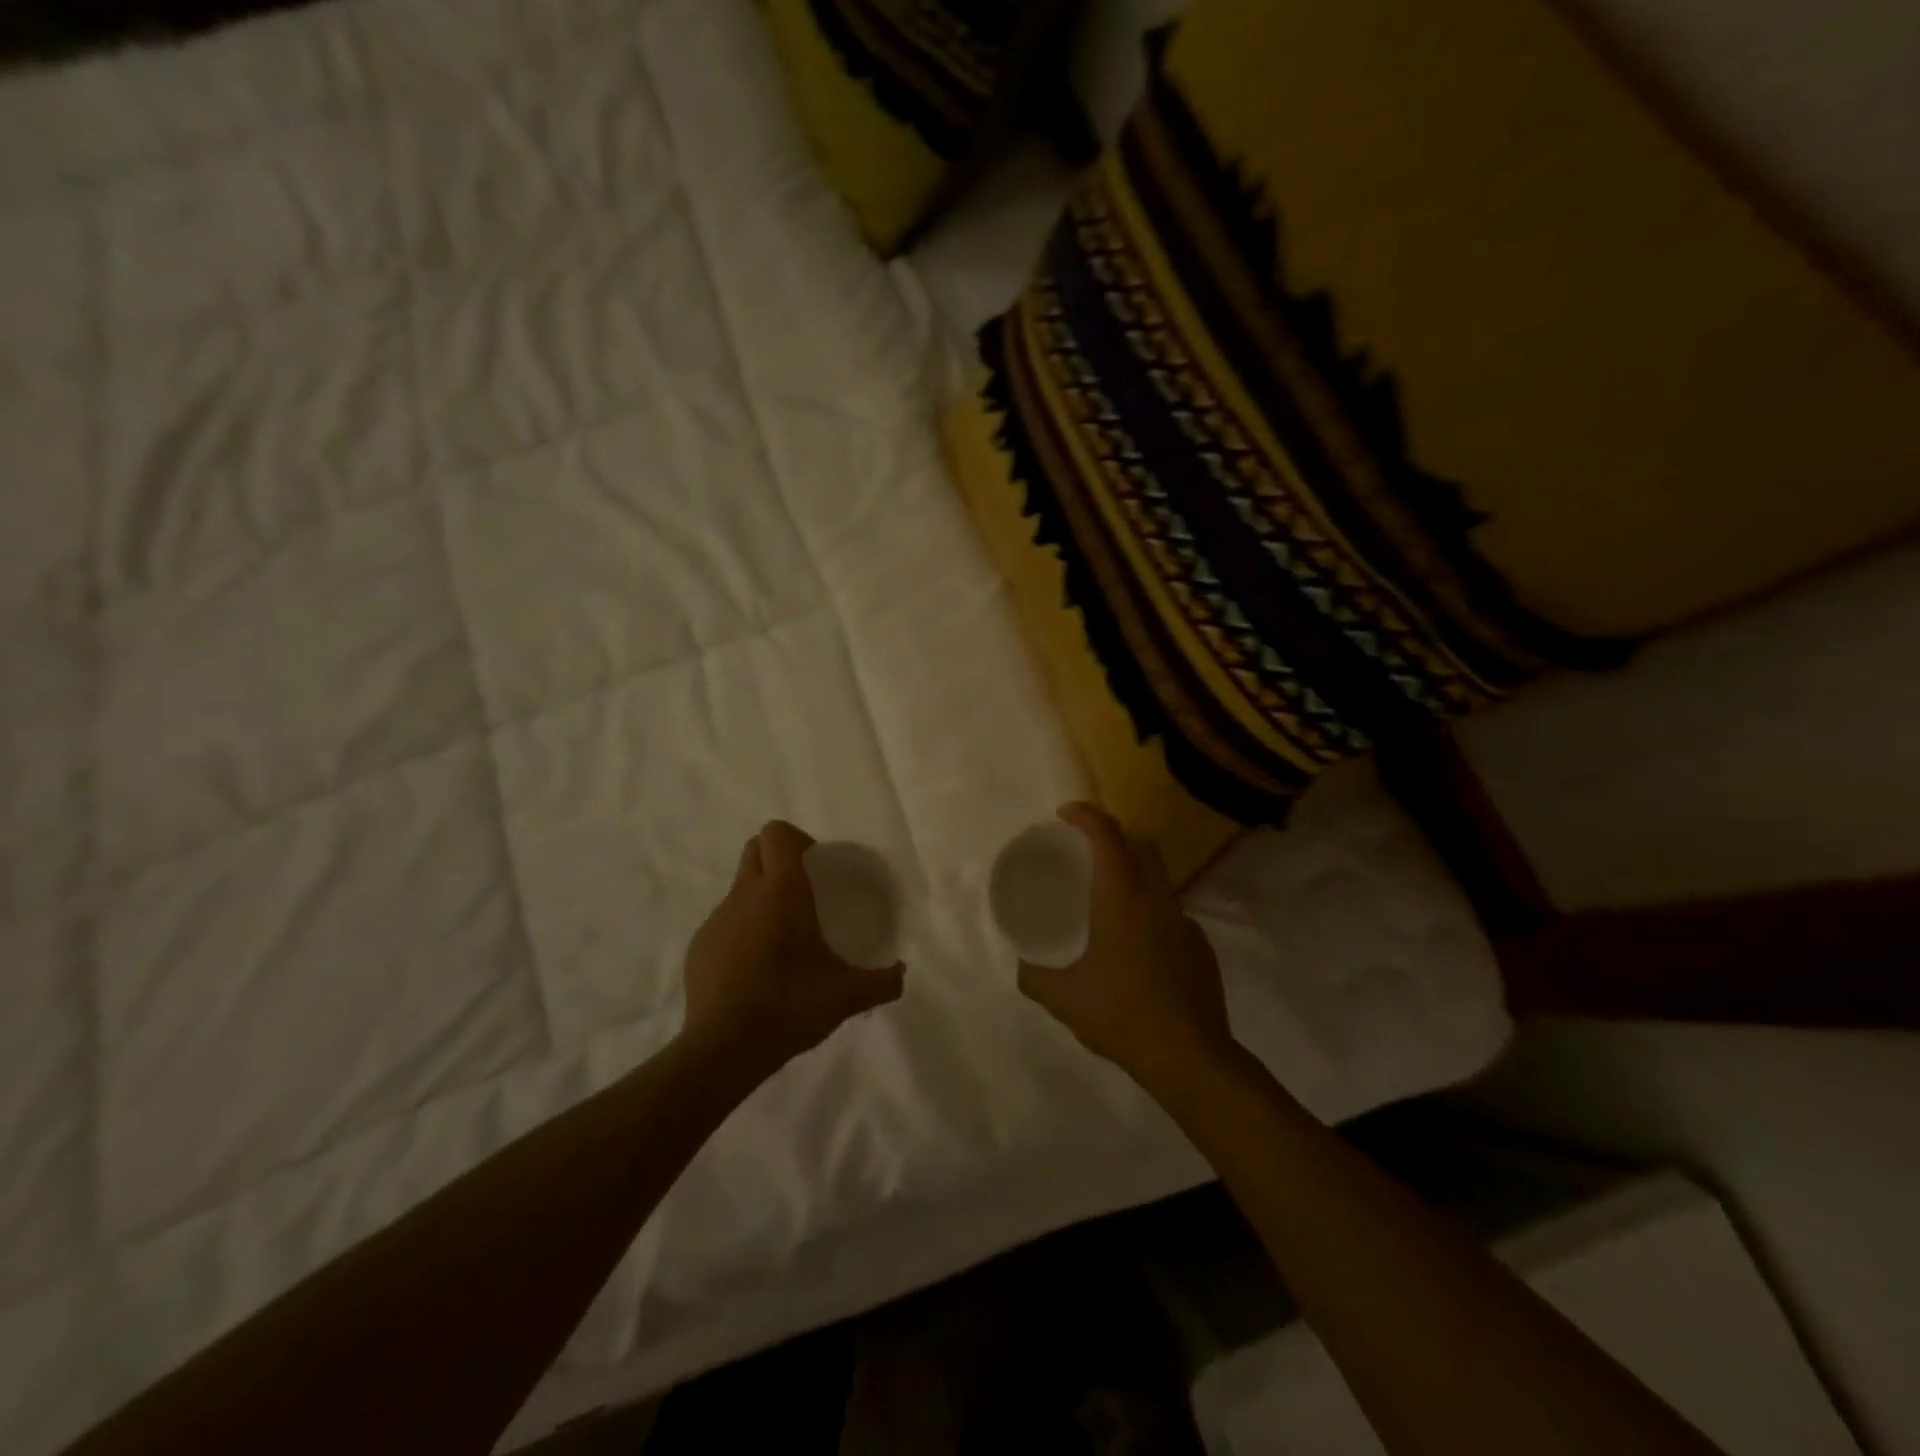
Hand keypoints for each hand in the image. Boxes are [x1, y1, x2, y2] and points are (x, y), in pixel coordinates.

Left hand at [682, 820, 904, 1078]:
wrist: (724, 1048)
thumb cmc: (790, 1004)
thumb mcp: (847, 995)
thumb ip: (882, 982)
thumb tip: (902, 974)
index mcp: (781, 890)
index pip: (777, 833)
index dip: (796, 839)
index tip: (816, 866)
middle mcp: (744, 894)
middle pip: (754, 849)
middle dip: (776, 858)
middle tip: (803, 891)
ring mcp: (716, 920)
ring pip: (739, 888)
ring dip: (759, 897)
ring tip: (782, 937)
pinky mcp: (699, 947)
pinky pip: (724, 923)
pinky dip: (741, 931)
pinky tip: (757, 969)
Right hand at [1017, 804, 1234, 1089]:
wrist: (1189, 1056)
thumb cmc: (1120, 1014)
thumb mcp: (1061, 996)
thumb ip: (1033, 974)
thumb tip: (1023, 962)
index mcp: (1122, 898)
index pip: (1106, 835)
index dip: (1085, 815)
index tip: (1065, 815)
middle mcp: (1157, 899)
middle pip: (1141, 844)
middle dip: (1113, 836)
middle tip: (1086, 853)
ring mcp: (1184, 922)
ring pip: (1159, 878)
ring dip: (1134, 874)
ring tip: (1108, 903)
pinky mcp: (1201, 946)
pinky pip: (1171, 913)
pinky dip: (1151, 913)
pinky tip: (1138, 949)